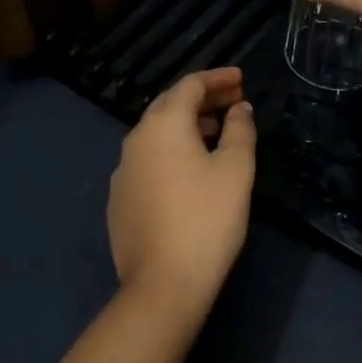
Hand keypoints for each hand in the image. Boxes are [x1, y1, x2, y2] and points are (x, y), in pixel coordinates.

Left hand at [108, 68, 256, 326]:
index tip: (241, 79)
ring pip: (156, 133)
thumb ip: (239, 130)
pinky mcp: (120, 199)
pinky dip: (171, 151)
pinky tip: (190, 171)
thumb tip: (239, 108)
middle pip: (169, 104)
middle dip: (202, 99)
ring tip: (216, 133)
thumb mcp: (236, 169)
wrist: (163, 284)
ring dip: (186, 125)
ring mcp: (123, 171)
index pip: (189, 85)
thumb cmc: (207, 218)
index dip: (217, 78)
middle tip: (232, 102)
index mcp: (163, 125)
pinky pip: (148, 160)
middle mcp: (136, 140)